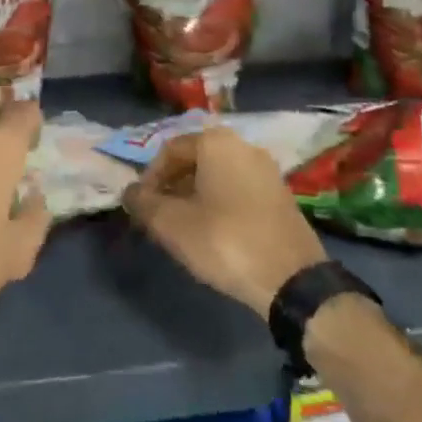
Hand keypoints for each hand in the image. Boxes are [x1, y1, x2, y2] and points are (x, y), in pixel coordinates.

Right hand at [125, 128, 326, 315]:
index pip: (169, 150)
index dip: (149, 178)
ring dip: (193, 197)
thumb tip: (129, 192)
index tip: (141, 207)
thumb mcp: (172, 224)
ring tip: (182, 228)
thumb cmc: (225, 240)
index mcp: (216, 143)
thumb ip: (143, 203)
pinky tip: (213, 233)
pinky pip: (238, 189)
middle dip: (171, 187)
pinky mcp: (280, 195)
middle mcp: (244, 146)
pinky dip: (219, 203)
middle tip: (158, 217)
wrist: (292, 279)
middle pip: (194, 160)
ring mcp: (267, 170)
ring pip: (216, 176)